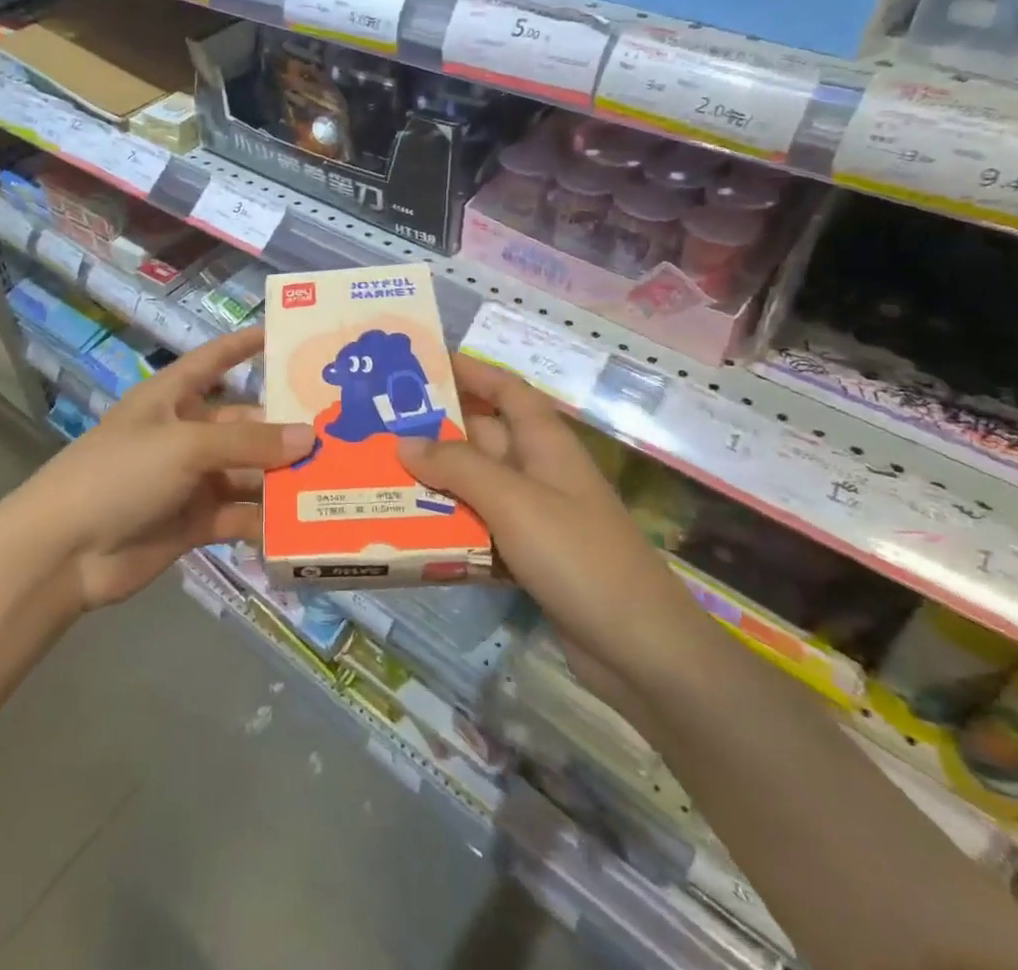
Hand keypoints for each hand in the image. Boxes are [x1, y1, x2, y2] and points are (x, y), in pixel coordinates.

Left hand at [25, 327, 313, 608]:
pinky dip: (265, 520)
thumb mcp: (185, 446)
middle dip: (284, 429)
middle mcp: (185, 433)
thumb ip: (248, 444)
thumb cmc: (121, 474)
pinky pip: (240, 514)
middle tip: (340, 430)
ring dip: (282, 477)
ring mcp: (190, 480)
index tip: (287, 334)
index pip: (215, 360)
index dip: (245, 345)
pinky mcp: (195, 522)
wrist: (65, 551)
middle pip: (243, 424)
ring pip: (248, 472)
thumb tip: (310, 436)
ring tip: (335, 478)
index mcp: (172, 397)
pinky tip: (302, 524)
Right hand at [396, 355, 710, 707]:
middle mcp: (537, 470)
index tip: (420, 365)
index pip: (505, 389)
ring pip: (474, 484)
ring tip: (377, 476)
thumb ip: (457, 466)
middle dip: (432, 430)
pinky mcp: (527, 556)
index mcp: (544, 442)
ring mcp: (534, 515)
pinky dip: (447, 525)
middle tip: (375, 428)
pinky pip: (478, 527)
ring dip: (433, 482)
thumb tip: (404, 441)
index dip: (469, 371)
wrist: (641, 651)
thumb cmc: (578, 556)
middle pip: (480, 436)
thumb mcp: (513, 501)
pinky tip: (407, 530)